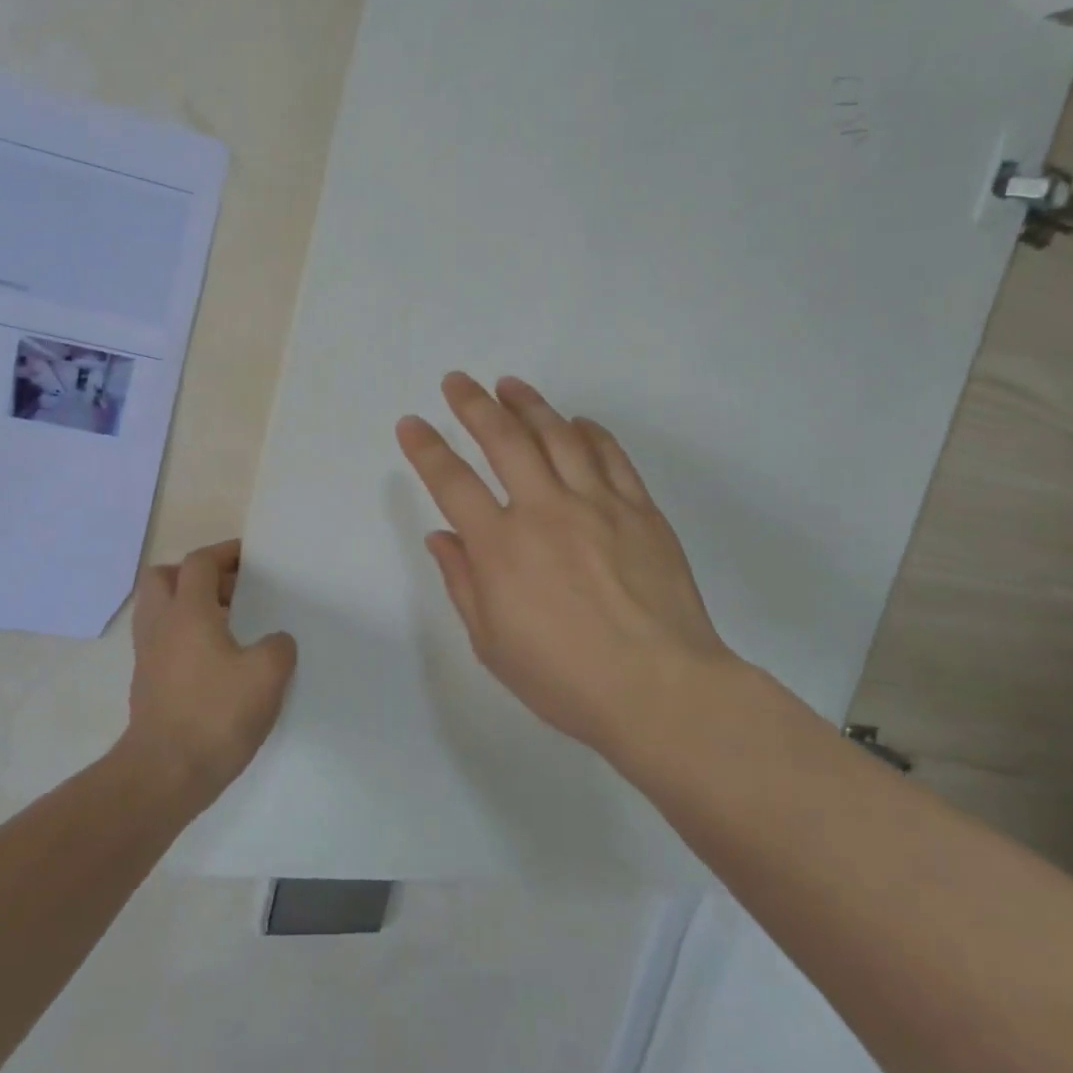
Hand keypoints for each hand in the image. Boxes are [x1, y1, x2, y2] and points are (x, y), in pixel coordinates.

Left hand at [122, 539, 297, 814]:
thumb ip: (278, 647)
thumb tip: (275, 641)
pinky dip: (182, 637)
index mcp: (187, 611)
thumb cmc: (215, 715)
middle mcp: (160, 625)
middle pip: (163, 577)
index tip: (250, 558)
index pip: (199, 562)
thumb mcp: (267, 675)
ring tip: (225, 624)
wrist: (164, 774)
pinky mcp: (146, 684)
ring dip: (186, 606)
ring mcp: (147, 655)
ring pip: (158, 610)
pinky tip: (214, 661)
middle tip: (229, 590)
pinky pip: (161, 641)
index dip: (224, 553)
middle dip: (194, 575)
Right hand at [396, 373, 735, 757]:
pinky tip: (577, 421)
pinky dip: (590, 432)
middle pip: (503, 439)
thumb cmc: (565, 678)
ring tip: (509, 384)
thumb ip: (462, 582)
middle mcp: (544, 511)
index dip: (426, 448)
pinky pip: (611, 457)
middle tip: (457, 381)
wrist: (662, 691)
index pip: (452, 482)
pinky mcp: (640, 510)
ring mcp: (597, 504)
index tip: (411, 423)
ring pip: (557, 436)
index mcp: (500, 546)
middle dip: (473, 404)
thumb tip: (441, 536)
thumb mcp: (492, 643)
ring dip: (528, 404)